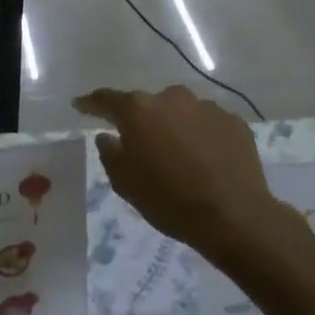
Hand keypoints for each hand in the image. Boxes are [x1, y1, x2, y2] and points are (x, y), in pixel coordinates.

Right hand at [74, 86, 290, 269]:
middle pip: (148, 105)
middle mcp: (172, 98)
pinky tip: (205, 159)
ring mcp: (207, 107)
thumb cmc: (169, 200)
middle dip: (141, 120)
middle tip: (140, 143)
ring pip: (180, 112)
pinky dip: (201, 136)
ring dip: (174, 127)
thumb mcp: (125, 183)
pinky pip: (207, 124)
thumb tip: (108, 136)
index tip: (80, 105)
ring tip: (178, 155)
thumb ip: (110, 153)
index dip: (90, 103)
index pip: (106, 99)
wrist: (234, 216)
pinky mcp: (234, 122)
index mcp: (139, 110)